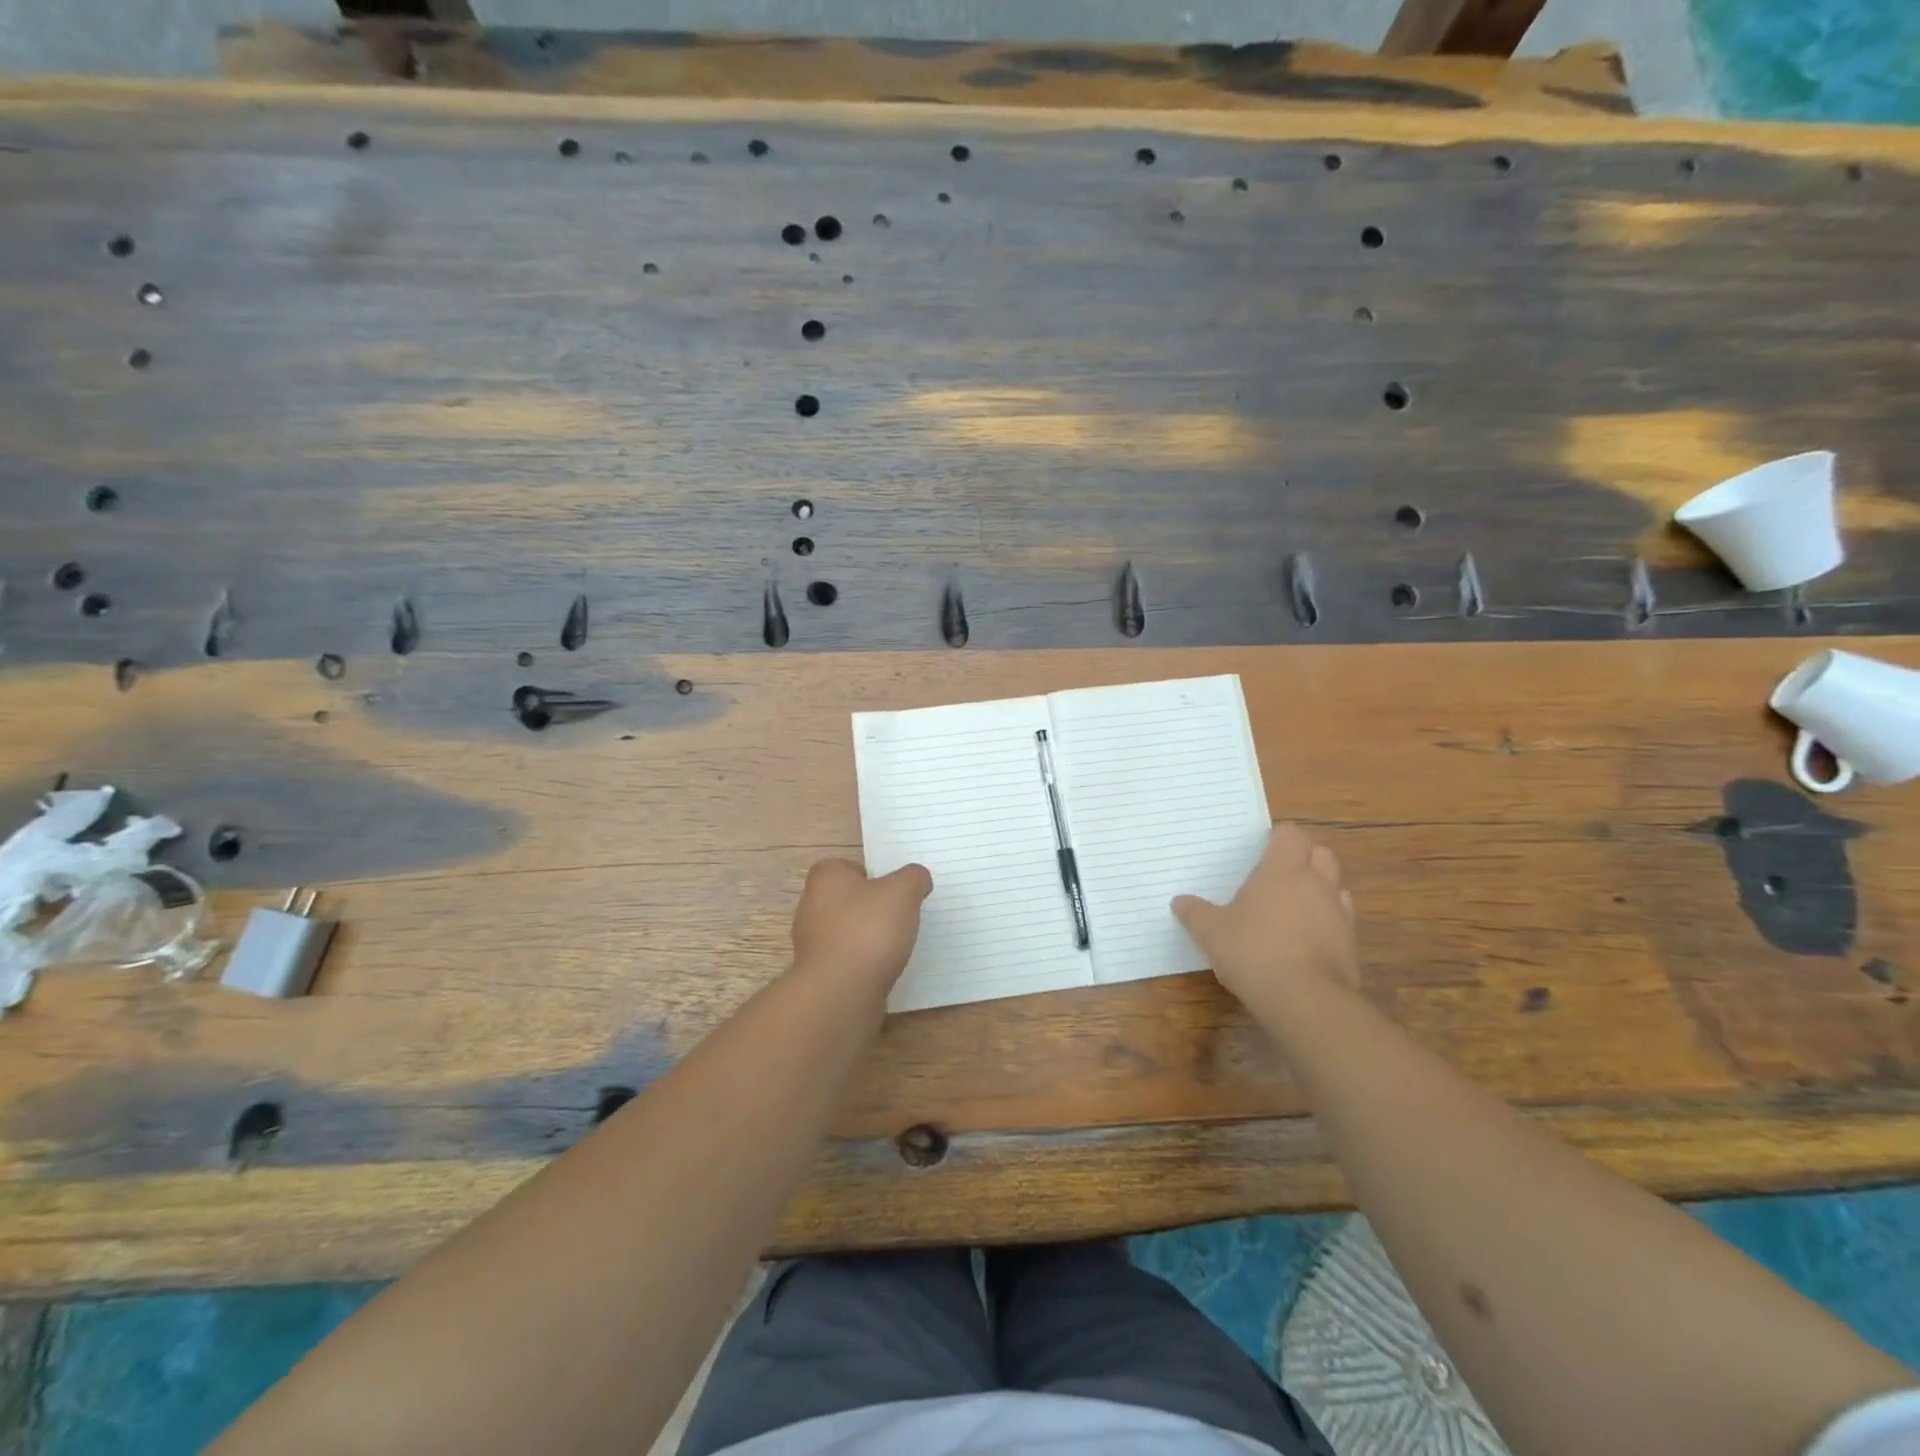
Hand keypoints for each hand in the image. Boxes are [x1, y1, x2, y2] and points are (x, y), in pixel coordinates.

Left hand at [790, 858, 932, 992]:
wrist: (841, 992)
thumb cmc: (868, 930)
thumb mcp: (903, 891)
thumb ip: (914, 878)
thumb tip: (917, 878)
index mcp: (825, 878)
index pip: (850, 867)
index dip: (875, 876)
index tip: (896, 891)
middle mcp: (811, 906)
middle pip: (849, 900)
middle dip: (873, 908)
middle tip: (902, 916)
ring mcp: (812, 943)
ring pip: (849, 932)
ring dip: (870, 938)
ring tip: (898, 946)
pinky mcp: (820, 974)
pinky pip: (848, 960)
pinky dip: (866, 963)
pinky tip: (885, 969)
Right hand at [1172, 824, 1358, 1005]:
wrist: (1305, 1000)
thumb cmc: (1253, 951)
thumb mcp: (1211, 932)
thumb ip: (1195, 914)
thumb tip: (1180, 902)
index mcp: (1283, 870)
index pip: (1291, 834)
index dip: (1279, 837)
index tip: (1263, 848)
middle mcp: (1317, 883)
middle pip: (1321, 854)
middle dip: (1304, 858)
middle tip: (1279, 874)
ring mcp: (1340, 914)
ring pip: (1336, 887)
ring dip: (1320, 890)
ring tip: (1294, 908)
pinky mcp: (1352, 945)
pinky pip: (1342, 922)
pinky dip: (1327, 924)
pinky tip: (1306, 941)